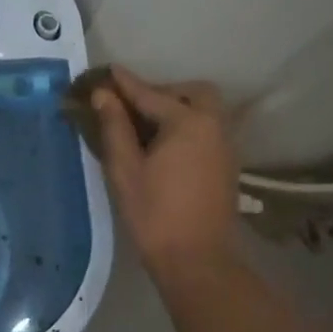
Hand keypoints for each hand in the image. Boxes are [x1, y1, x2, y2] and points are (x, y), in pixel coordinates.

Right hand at [93, 66, 241, 275]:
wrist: (198, 260)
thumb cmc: (156, 215)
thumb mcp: (125, 170)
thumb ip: (115, 128)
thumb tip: (104, 95)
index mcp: (188, 122)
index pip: (151, 94)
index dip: (126, 84)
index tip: (108, 71)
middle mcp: (214, 126)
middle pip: (194, 93)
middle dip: (165, 92)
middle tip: (136, 107)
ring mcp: (226, 146)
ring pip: (206, 111)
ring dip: (180, 109)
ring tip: (149, 127)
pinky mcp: (228, 165)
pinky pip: (210, 130)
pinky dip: (190, 126)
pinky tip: (168, 147)